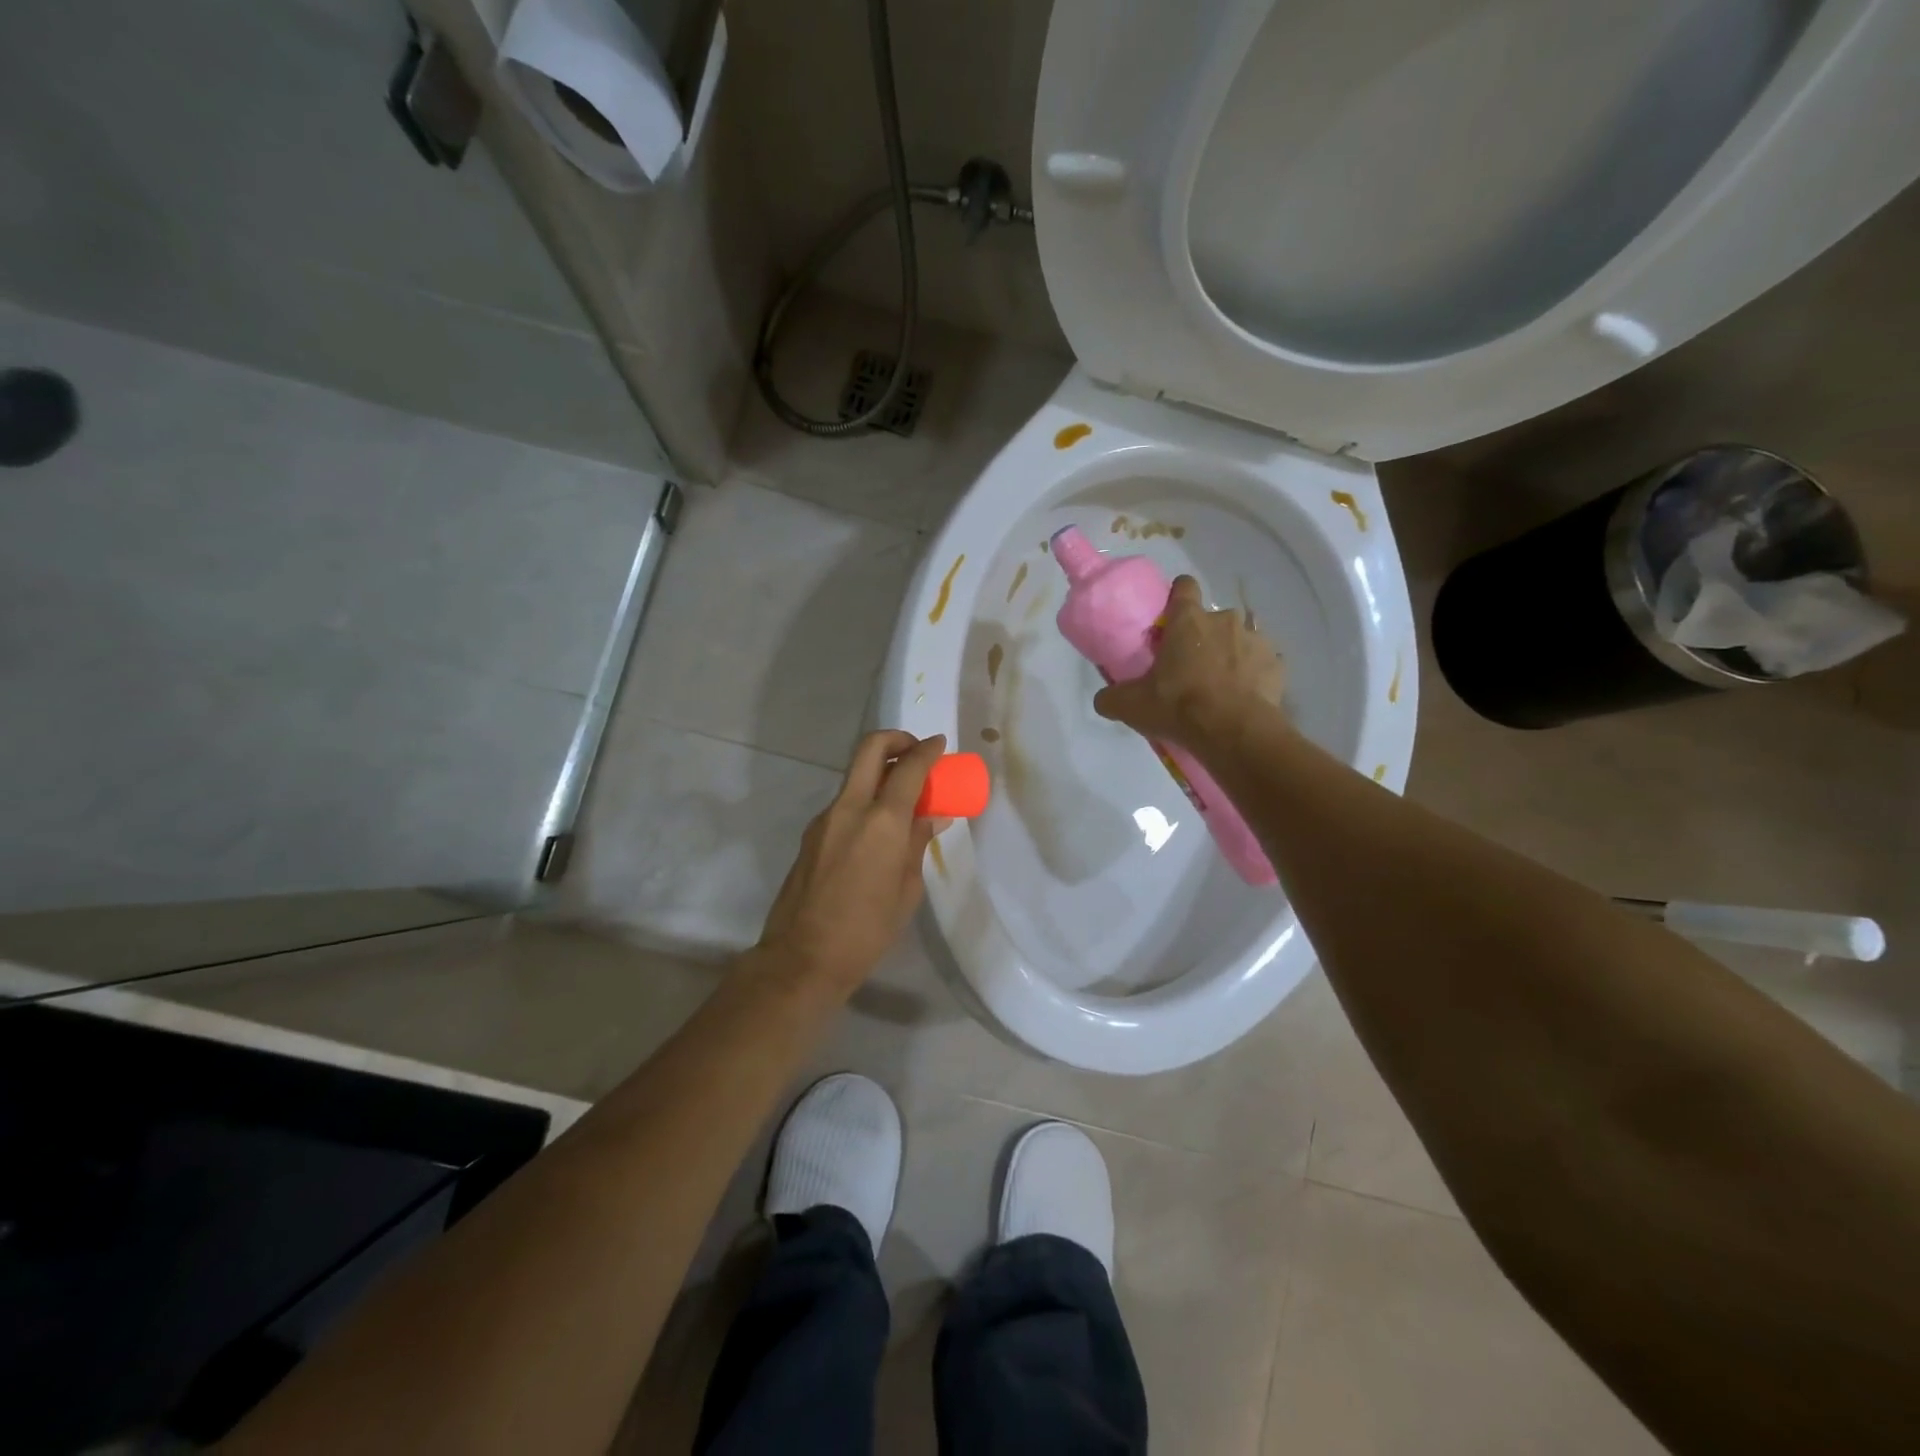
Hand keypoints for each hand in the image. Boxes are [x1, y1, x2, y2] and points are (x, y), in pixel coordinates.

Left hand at [754, 730, 949, 994]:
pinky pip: (844, 802)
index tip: (940, 745)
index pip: (909, 768)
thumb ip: (918, 844)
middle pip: (870, 749)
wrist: (802, 957)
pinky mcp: (811, 834)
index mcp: (881, 822)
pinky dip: (865, 799)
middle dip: (896, 740)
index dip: (928, 751)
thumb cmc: (867, 930)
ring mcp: (825, 818)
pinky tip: (878, 829)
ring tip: (903, 798)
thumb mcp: (906, 889)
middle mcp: (850, 808)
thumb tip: (932, 816)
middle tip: (916, 752)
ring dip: (880, 772)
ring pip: (854, 775)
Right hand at [1093, 575, 1285, 749]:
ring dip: (1231, 656)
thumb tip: (1104, 699)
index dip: (1177, 597)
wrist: (1233, 732)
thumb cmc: (1178, 706)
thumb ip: (1112, 697)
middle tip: (1190, 667)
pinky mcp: (1277, 665)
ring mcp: (1256, 640)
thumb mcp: (1131, 706)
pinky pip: (1262, 665)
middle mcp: (1224, 619)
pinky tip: (1243, 699)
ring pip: (1240, 640)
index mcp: (1188, 620)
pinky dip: (1254, 677)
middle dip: (1203, 637)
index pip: (1184, 587)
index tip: (1171, 617)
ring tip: (1220, 687)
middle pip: (1211, 619)